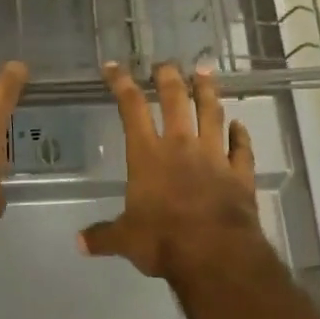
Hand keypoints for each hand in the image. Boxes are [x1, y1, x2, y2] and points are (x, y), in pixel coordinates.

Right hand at [79, 63, 263, 282]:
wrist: (215, 255)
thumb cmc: (163, 241)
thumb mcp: (126, 240)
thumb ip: (103, 236)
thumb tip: (78, 242)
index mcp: (147, 154)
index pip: (132, 108)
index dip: (121, 83)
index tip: (114, 66)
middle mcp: (181, 146)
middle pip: (176, 100)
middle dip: (169, 77)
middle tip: (166, 63)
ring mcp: (214, 156)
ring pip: (211, 114)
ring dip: (208, 91)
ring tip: (206, 71)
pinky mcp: (240, 174)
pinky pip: (241, 148)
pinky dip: (240, 135)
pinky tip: (239, 125)